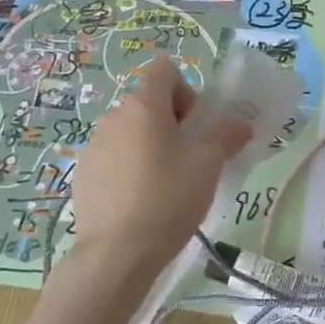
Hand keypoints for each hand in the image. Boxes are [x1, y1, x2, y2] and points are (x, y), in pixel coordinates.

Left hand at [68, 55, 253, 273]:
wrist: (117, 253)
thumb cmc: (168, 199)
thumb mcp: (208, 166)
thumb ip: (226, 136)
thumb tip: (240, 123)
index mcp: (144, 106)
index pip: (165, 71)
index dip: (187, 90)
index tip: (196, 126)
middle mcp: (114, 117)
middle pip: (149, 102)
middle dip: (172, 122)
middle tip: (189, 159)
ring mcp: (94, 145)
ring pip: (131, 131)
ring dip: (150, 145)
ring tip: (165, 184)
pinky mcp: (83, 173)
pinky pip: (114, 156)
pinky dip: (130, 167)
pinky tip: (140, 201)